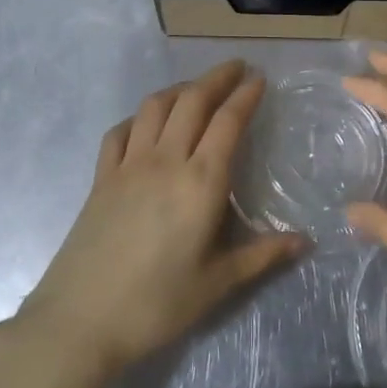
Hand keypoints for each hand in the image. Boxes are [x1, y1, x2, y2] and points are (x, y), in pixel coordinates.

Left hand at [19, 60, 302, 374]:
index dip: (245, 95)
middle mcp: (166, 160)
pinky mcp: (101, 177)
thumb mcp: (217, 284)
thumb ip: (262, 256)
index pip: (228, 122)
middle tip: (236, 67)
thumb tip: (305, 241)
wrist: (81, 320)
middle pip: (192, 102)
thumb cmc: (157, 304)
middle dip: (217, 78)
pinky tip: (146, 123)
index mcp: (200, 182)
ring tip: (196, 89)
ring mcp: (128, 165)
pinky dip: (139, 117)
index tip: (259, 79)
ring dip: (180, 89)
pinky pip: (121, 131)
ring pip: (155, 107)